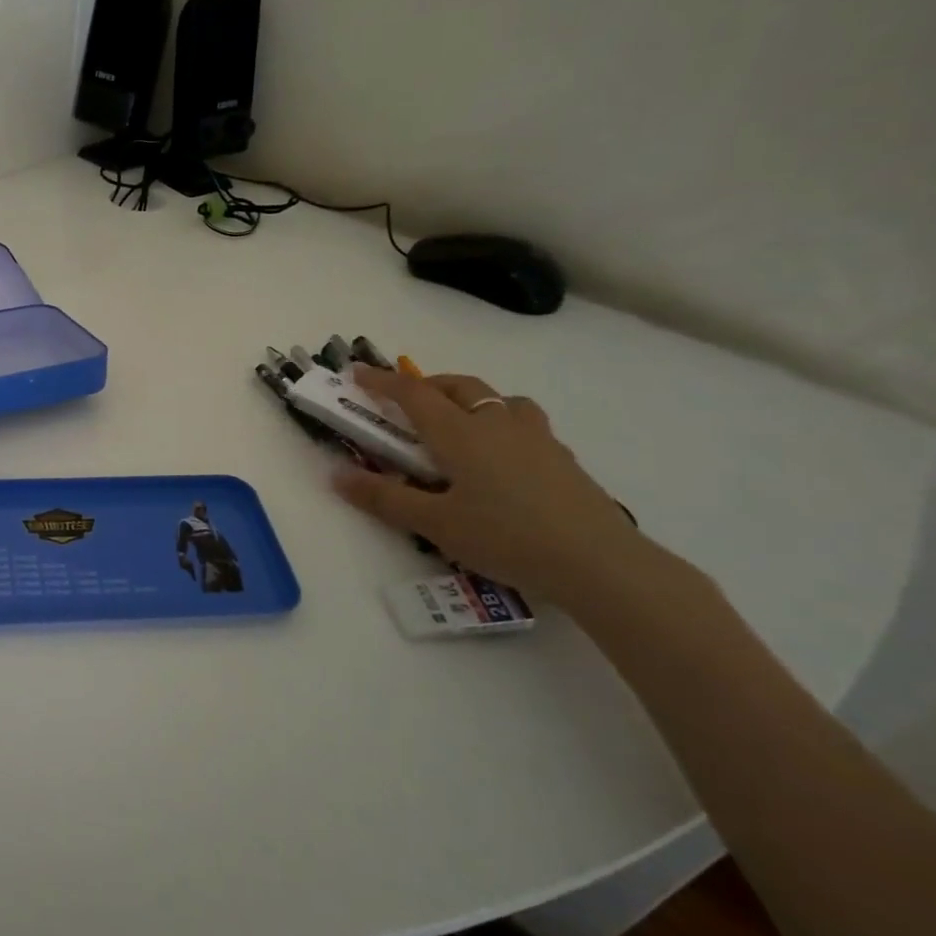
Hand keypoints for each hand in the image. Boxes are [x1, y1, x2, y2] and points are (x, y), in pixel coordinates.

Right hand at [332, 366, 651, 607]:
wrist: (599, 563)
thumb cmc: (505, 537)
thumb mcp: (434, 524)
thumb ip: (384, 497)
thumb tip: (337, 476)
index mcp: (460, 433)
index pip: (413, 394)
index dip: (382, 381)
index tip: (357, 373)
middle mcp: (497, 423)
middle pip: (459, 386)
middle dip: (427, 385)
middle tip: (406, 403)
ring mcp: (536, 438)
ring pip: (500, 399)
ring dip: (472, 399)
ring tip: (461, 424)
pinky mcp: (562, 459)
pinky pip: (525, 424)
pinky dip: (503, 424)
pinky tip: (503, 458)